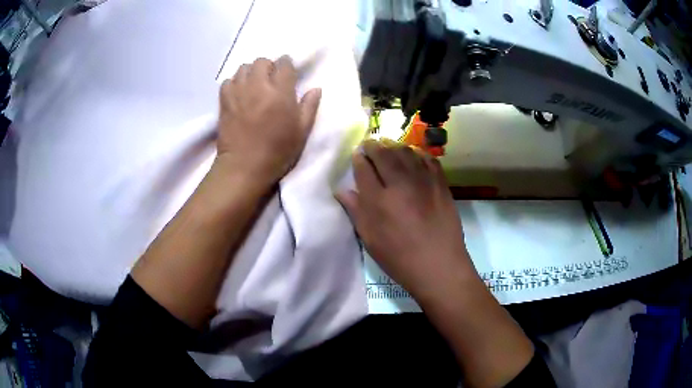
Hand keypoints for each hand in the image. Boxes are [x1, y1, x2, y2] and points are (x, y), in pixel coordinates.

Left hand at [216, 56, 321, 185]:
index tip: (288, 73)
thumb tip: (316, 88)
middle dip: (268, 66)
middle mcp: (258, 86)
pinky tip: (239, 93)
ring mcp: (239, 92)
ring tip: (254, 85)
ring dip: (251, 72)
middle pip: (262, 61)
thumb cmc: (277, 152)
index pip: (284, 64)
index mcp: (281, 93)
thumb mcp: (302, 132)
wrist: (244, 167)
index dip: (287, 65)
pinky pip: (228, 80)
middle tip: (271, 80)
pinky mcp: (224, 101)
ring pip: (244, 68)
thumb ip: (309, 107)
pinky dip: (235, 82)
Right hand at [336, 139, 473, 301]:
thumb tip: (342, 190)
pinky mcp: (441, 183)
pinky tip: (413, 156)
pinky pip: (427, 159)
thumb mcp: (370, 240)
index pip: (363, 168)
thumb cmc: (399, 258)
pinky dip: (417, 153)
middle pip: (384, 153)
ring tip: (388, 148)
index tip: (356, 155)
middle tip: (369, 145)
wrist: (439, 265)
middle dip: (373, 146)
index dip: (358, 159)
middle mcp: (400, 184)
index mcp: (378, 200)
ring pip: (405, 152)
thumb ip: (356, 211)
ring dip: (393, 146)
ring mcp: (423, 181)